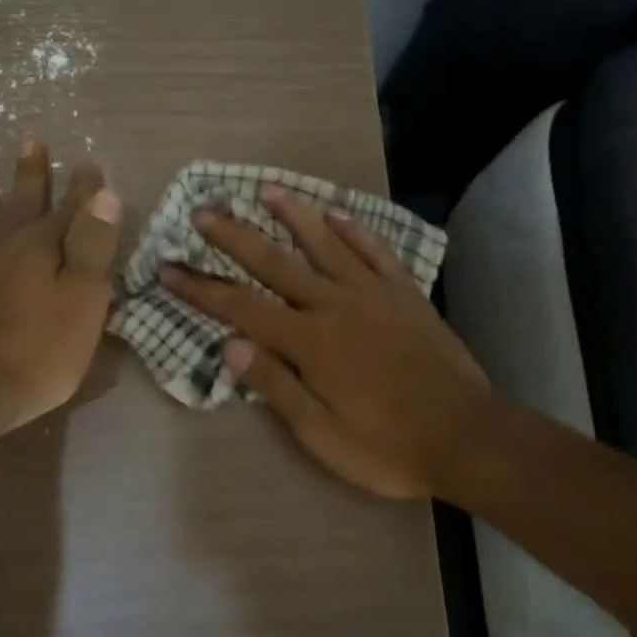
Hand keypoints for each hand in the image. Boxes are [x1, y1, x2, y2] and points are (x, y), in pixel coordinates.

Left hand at [0, 139, 121, 439]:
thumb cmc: (31, 357)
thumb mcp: (81, 306)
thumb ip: (92, 248)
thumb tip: (105, 194)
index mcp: (41, 248)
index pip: (71, 210)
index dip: (84, 188)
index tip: (91, 164)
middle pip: (20, 200)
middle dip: (31, 172)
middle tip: (32, 140)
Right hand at [161, 187, 492, 500]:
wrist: (467, 436)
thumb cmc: (389, 446)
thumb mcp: (322, 435)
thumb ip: (277, 387)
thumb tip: (231, 346)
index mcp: (311, 342)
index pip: (241, 307)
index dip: (201, 289)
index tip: (169, 269)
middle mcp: (336, 305)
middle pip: (275, 263)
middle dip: (234, 238)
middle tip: (204, 212)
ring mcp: (374, 294)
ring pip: (325, 244)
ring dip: (294, 215)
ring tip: (267, 190)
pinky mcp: (405, 294)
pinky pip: (375, 252)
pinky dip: (354, 230)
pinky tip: (337, 213)